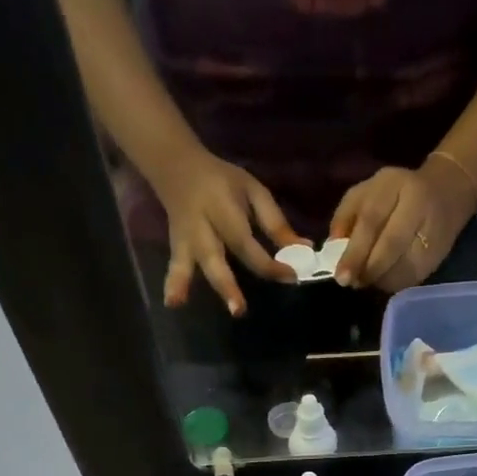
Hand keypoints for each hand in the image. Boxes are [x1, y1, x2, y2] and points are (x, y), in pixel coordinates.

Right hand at [150, 148, 304, 314]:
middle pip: (214, 256)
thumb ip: (275, 222)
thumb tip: (304, 249)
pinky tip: (172, 304)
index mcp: (223, 207)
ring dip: (184, 284)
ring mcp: (185, 238)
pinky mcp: (176, 247)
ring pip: (186, 262)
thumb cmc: (222, 182)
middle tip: (238, 310)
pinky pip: (175, 265)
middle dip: (226, 284)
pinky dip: (172, 284)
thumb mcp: (253, 191)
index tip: (291, 276)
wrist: (176, 165)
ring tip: (180, 303)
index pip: (246, 242)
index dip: (269, 263)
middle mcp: (202, 225)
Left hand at [330, 158, 476, 292]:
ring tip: (367, 280)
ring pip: (403, 267)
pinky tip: (384, 280)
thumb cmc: (396, 193)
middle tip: (353, 283)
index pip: (372, 221)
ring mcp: (432, 232)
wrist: (447, 191)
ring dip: (380, 280)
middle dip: (368, 269)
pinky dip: (394, 283)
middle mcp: (417, 206)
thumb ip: (345, 216)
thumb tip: (331, 248)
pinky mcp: (438, 255)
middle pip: (391, 245)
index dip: (355, 252)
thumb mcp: (366, 192)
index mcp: (395, 186)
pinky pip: (413, 277)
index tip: (341, 276)